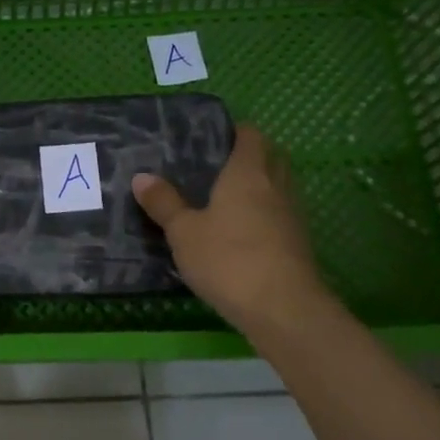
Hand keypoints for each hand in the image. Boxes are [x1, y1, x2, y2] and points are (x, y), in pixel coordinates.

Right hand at [132, 124, 329, 332]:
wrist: (282, 308)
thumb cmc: (228, 259)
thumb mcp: (183, 232)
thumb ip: (164, 203)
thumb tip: (142, 177)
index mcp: (248, 172)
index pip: (250, 134)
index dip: (232, 131)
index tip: (208, 139)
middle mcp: (276, 185)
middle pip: (268, 156)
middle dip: (246, 156)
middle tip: (212, 167)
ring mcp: (292, 213)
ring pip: (276, 186)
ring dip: (256, 186)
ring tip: (221, 198)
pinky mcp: (297, 241)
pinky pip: (278, 213)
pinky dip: (262, 213)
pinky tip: (237, 231)